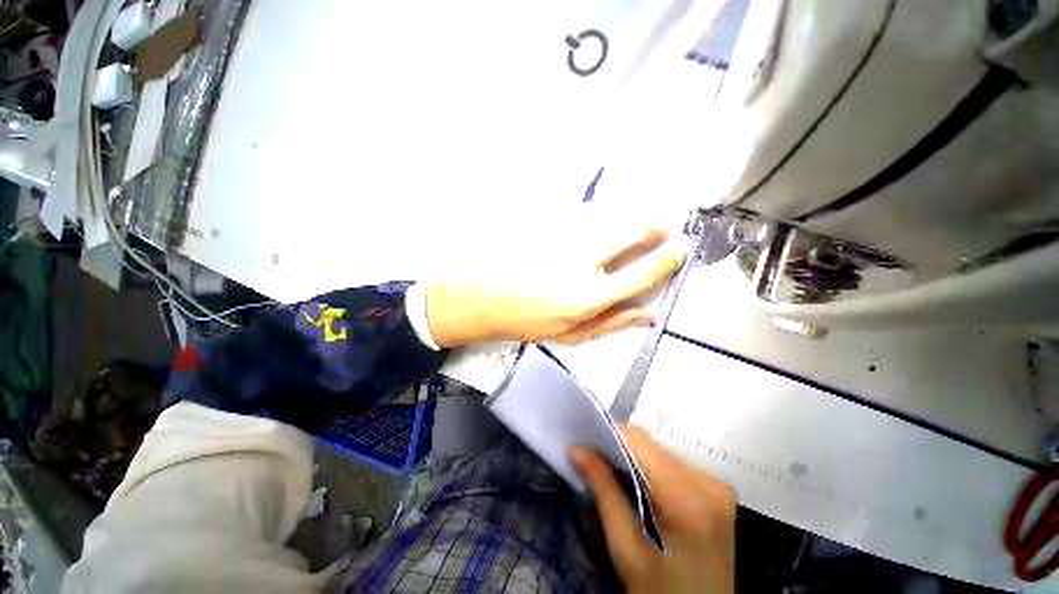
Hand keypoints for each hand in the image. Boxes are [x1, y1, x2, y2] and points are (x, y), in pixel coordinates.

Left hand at [424, 222, 685, 347]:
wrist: (480, 297)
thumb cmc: (525, 321)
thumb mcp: (568, 335)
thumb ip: (610, 324)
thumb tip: (648, 314)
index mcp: (586, 297)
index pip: (641, 274)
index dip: (668, 260)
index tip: (680, 250)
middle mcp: (578, 261)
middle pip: (632, 228)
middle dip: (654, 226)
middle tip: (657, 232)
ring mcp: (559, 235)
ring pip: (610, 211)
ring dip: (627, 218)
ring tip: (628, 229)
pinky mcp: (544, 220)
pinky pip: (583, 208)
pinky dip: (599, 214)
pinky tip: (594, 225)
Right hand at [571, 427, 735, 593]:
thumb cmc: (659, 593)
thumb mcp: (624, 546)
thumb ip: (603, 489)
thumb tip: (577, 448)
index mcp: (686, 499)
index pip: (639, 441)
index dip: (610, 437)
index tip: (587, 446)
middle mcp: (709, 483)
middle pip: (652, 446)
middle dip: (622, 450)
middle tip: (598, 464)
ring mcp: (718, 487)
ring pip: (663, 452)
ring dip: (638, 460)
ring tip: (620, 478)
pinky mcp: (719, 492)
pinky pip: (677, 465)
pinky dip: (655, 470)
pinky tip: (645, 489)